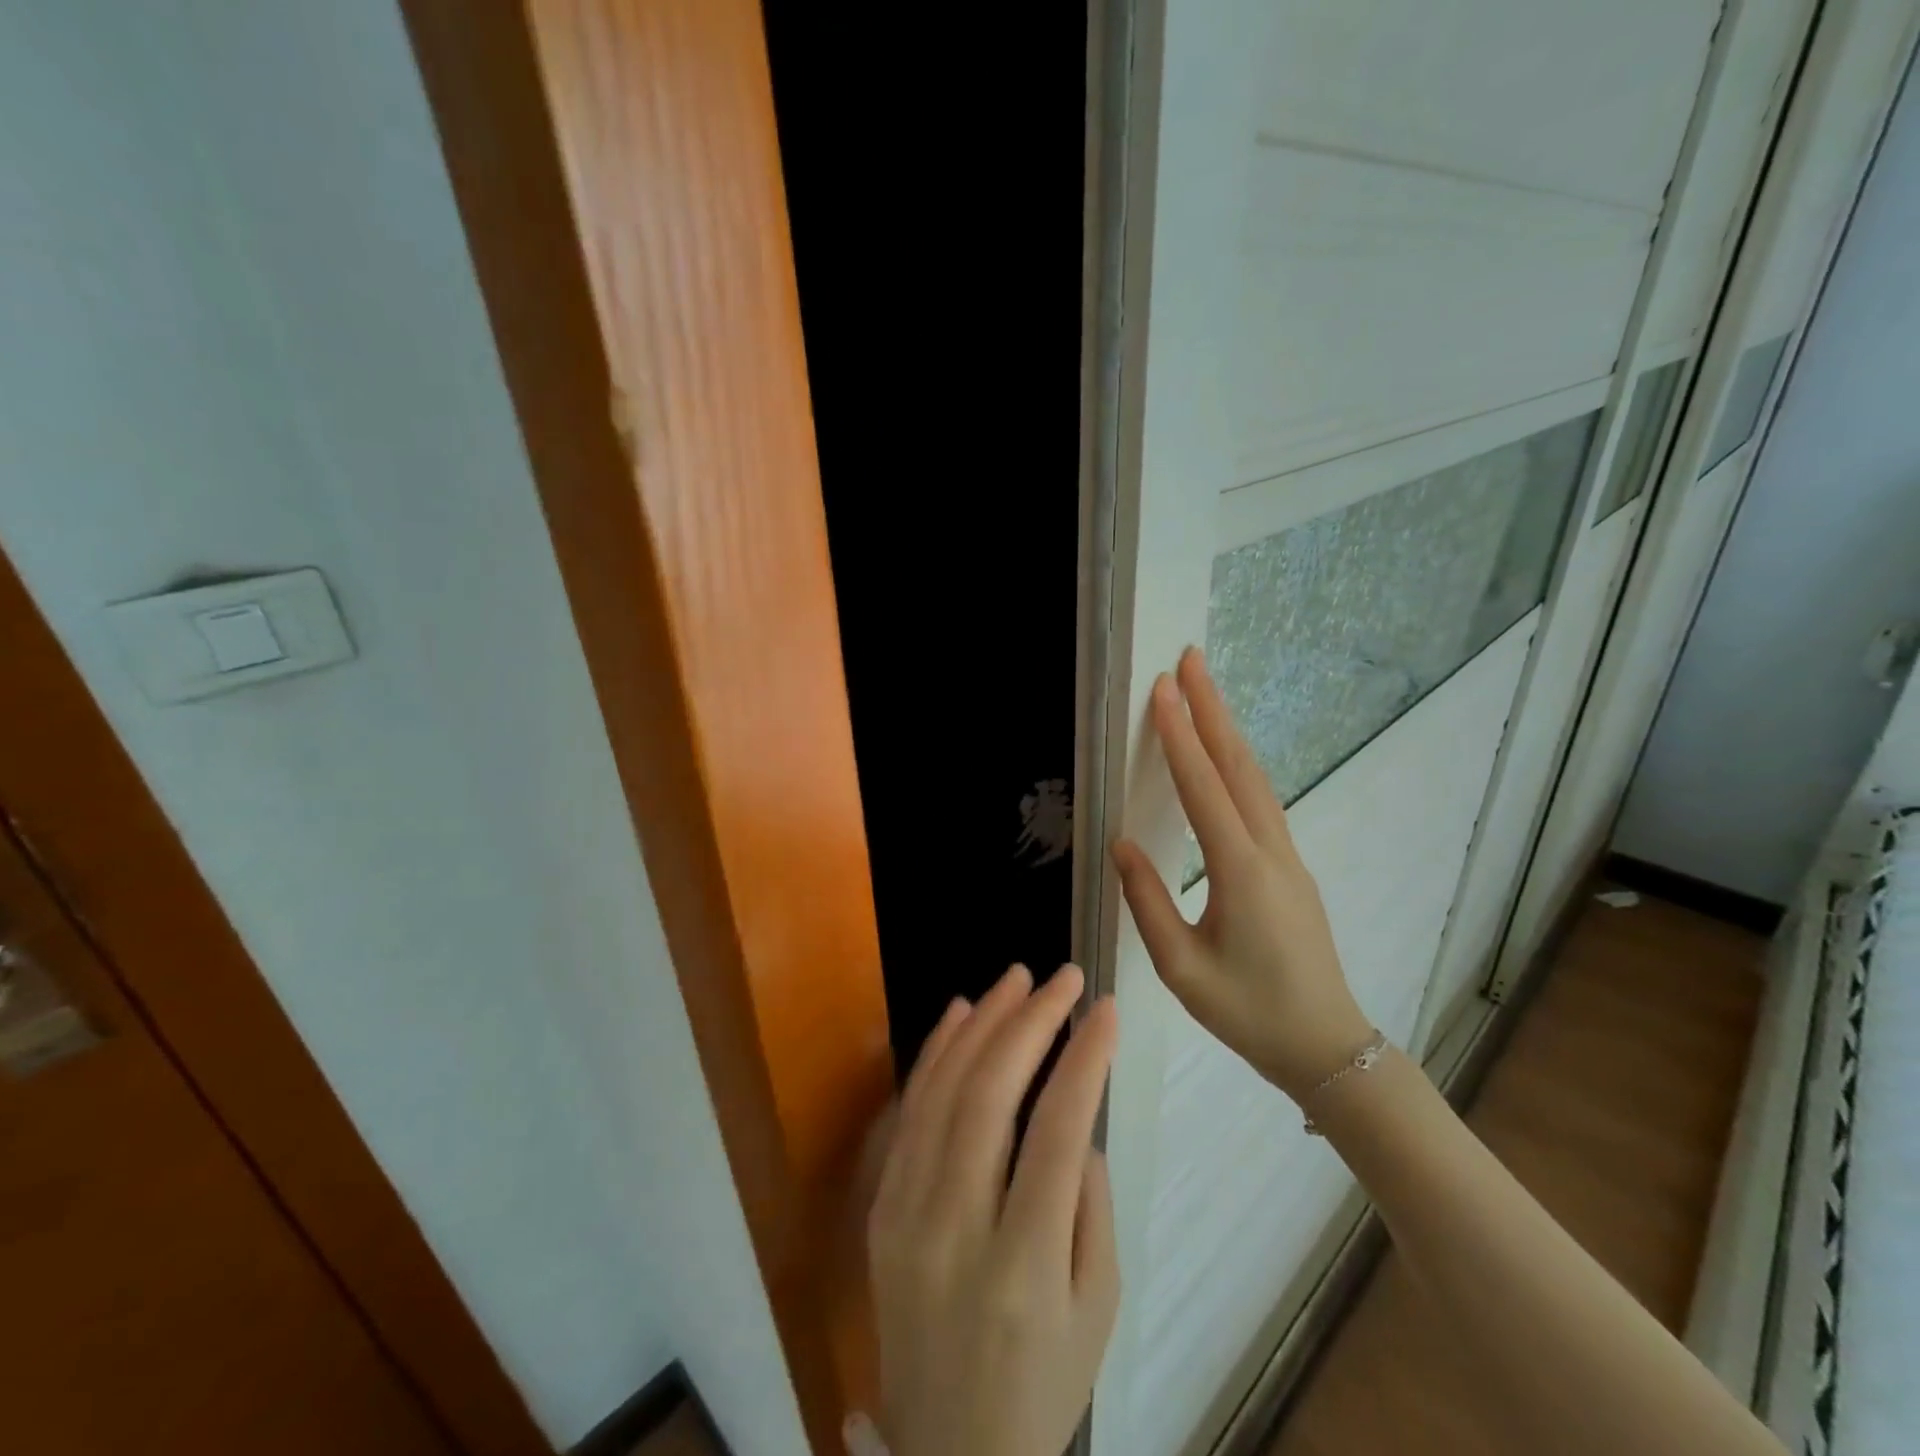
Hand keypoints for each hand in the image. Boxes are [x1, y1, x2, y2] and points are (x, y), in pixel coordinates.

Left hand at [866, 964, 1119, 1455]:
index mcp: (1024, 1268)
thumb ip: (1091, 1206)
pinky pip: (910, 1113)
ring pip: (943, 1091)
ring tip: (1017, 979)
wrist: (947, 1452)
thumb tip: (1075, 1118)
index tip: (1107, 1009)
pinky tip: (961, 1013)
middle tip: (1063, 978)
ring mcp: (907, 1214)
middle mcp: (956, 1230)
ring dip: (982, 1023)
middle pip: (991, 1097)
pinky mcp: (882, 1206)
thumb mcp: (1099, 1309)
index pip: (1057, 1134)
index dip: (1085, 1059)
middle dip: (1031, 1022)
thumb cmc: (1043, 1381)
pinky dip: (936, 1053)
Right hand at [1112, 648, 1372, 1101]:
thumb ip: (1148, 901)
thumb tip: (1122, 844)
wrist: (1326, 1046)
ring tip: (1204, 692)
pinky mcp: (1290, 867)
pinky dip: (1239, 764)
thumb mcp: (1181, 968)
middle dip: (1213, 709)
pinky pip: (1261, 801)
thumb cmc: (1248, 1012)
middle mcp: (1270, 851)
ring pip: (1256, 779)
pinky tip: (1225, 755)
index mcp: (1241, 873)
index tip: (1163, 690)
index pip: (1204, 788)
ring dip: (1228, 730)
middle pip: (1239, 766)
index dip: (1180, 736)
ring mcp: (1287, 857)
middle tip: (1190, 660)